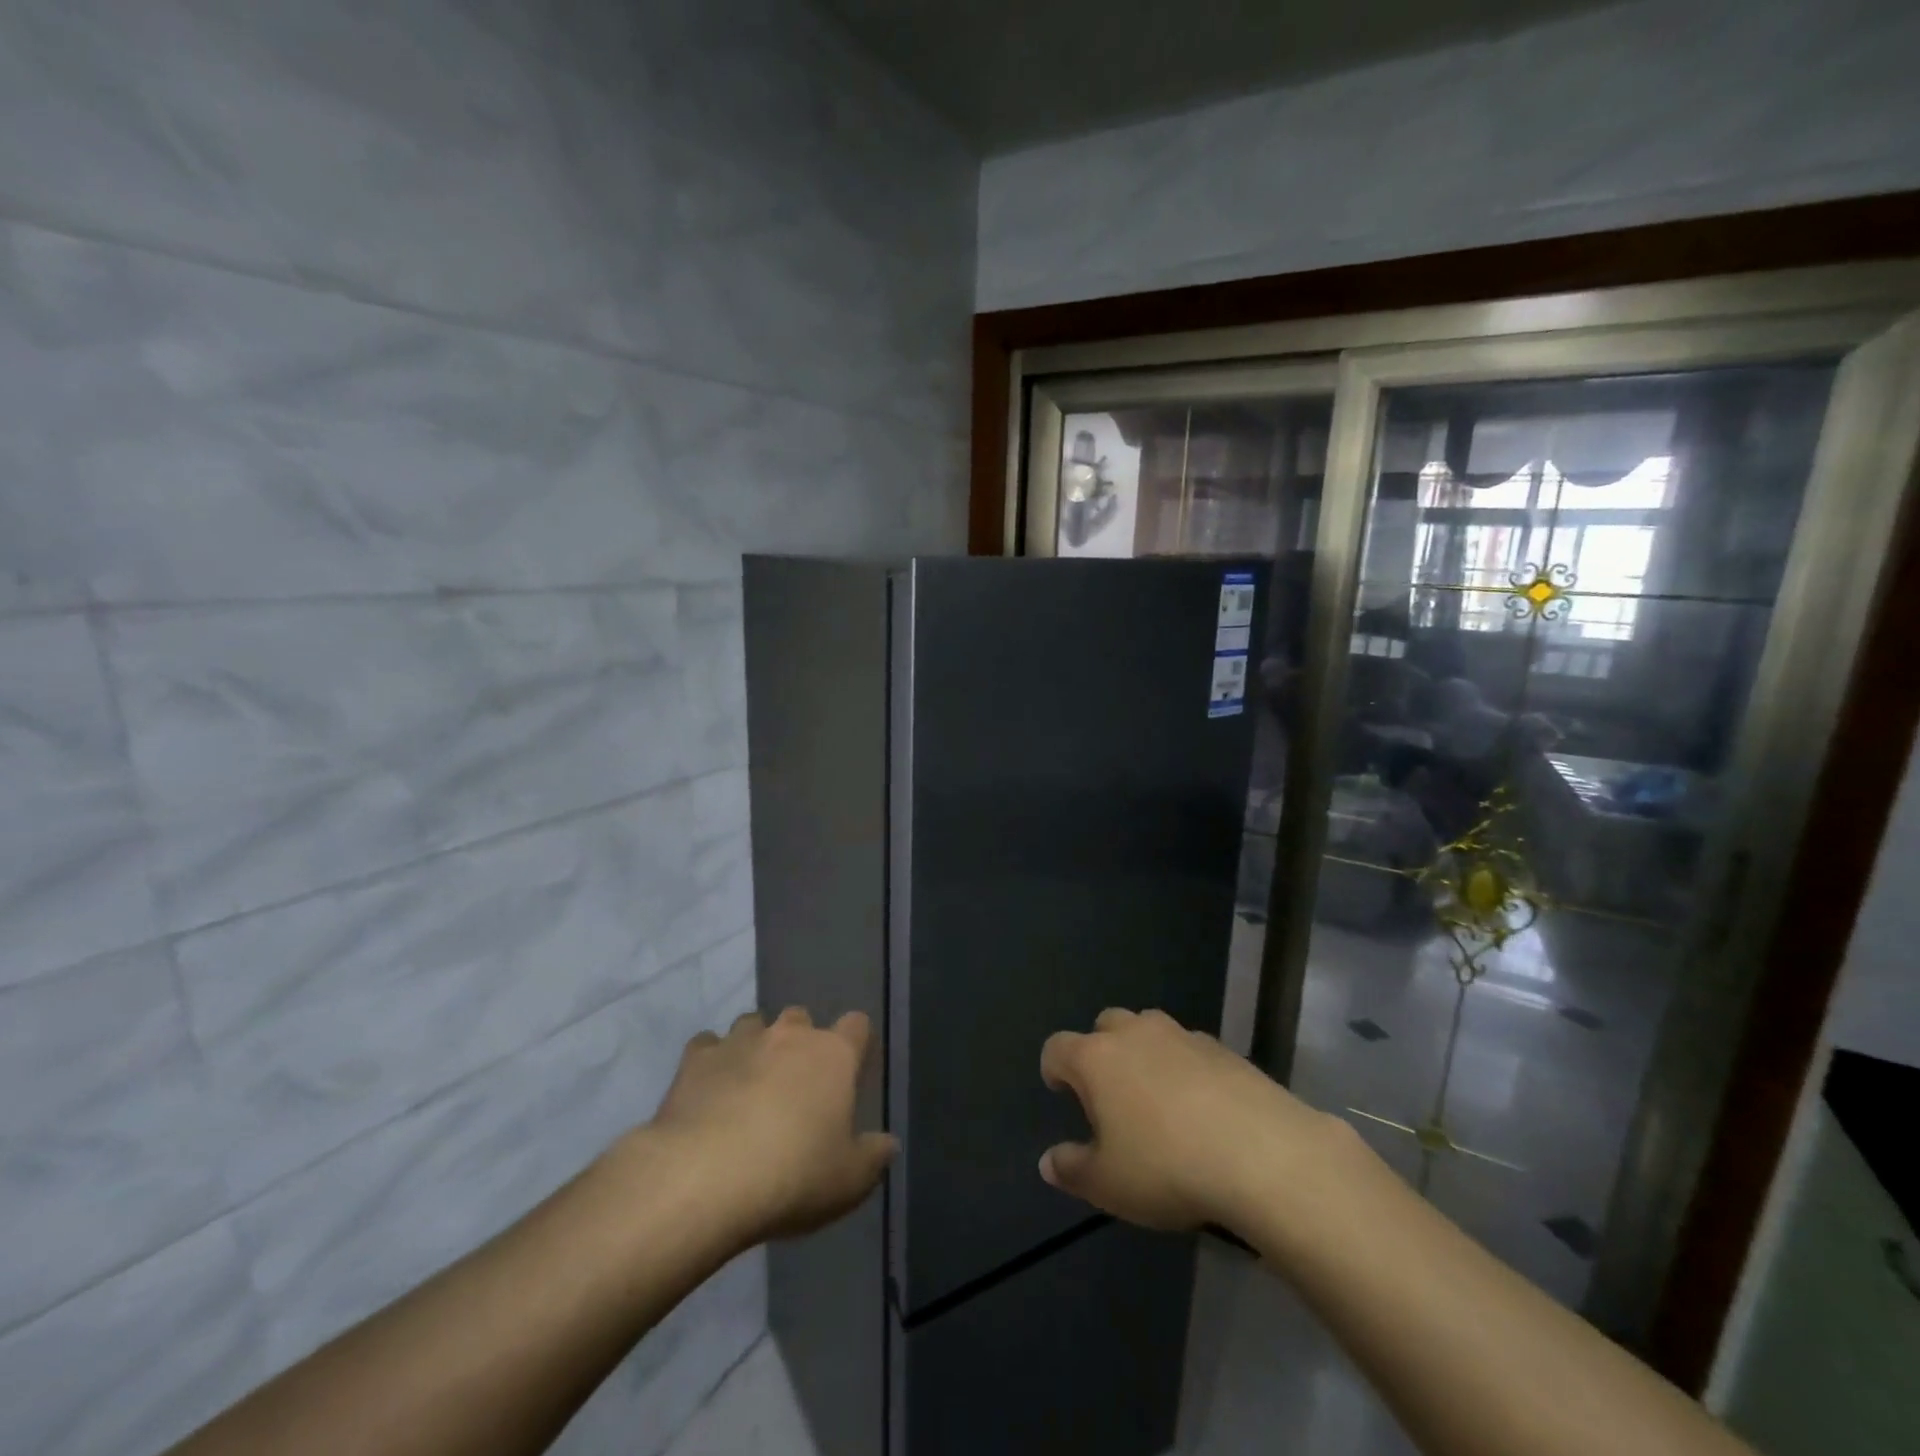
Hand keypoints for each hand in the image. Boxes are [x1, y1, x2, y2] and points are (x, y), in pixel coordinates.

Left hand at [644, 1007, 896, 1247]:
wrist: (705, 1179)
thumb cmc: (793, 1176)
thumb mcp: (849, 1181)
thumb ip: (873, 1157)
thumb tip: (888, 1143)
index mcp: (834, 1055)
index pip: (856, 1025)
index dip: (855, 1042)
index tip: (850, 1069)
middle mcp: (789, 1035)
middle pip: (801, 1017)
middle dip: (799, 1041)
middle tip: (795, 1084)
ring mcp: (740, 1041)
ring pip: (753, 1024)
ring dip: (755, 1046)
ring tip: (748, 1083)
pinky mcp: (695, 1060)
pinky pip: (707, 1046)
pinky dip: (711, 1062)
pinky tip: (707, 1090)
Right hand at [1038, 1007, 1345, 1232]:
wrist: (1262, 1153)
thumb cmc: (1167, 1166)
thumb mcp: (1108, 1184)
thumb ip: (1072, 1169)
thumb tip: (1048, 1161)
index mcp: (1096, 1058)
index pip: (1057, 1048)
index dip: (1054, 1068)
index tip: (1060, 1091)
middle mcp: (1134, 1033)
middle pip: (1104, 1024)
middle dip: (1100, 1050)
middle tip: (1110, 1093)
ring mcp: (1181, 1035)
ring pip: (1149, 1028)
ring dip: (1143, 1051)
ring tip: (1156, 1095)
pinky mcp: (1222, 1047)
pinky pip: (1189, 1047)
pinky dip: (1184, 1066)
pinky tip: (1201, 1105)